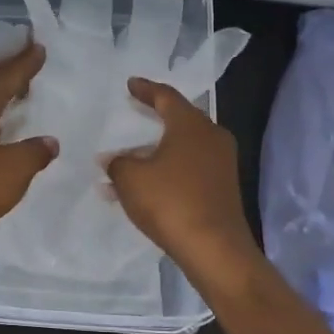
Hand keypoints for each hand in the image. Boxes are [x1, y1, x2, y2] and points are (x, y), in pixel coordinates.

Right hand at [105, 77, 262, 285]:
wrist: (215, 249)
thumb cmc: (171, 202)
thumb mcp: (131, 178)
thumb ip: (117, 163)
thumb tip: (112, 159)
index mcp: (191, 124)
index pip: (166, 96)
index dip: (146, 89)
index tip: (131, 84)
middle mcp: (211, 137)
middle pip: (179, 119)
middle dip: (154, 117)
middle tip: (134, 110)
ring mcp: (220, 164)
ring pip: (182, 147)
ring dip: (155, 151)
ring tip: (126, 158)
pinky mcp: (221, 188)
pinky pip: (188, 169)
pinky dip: (166, 170)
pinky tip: (142, 187)